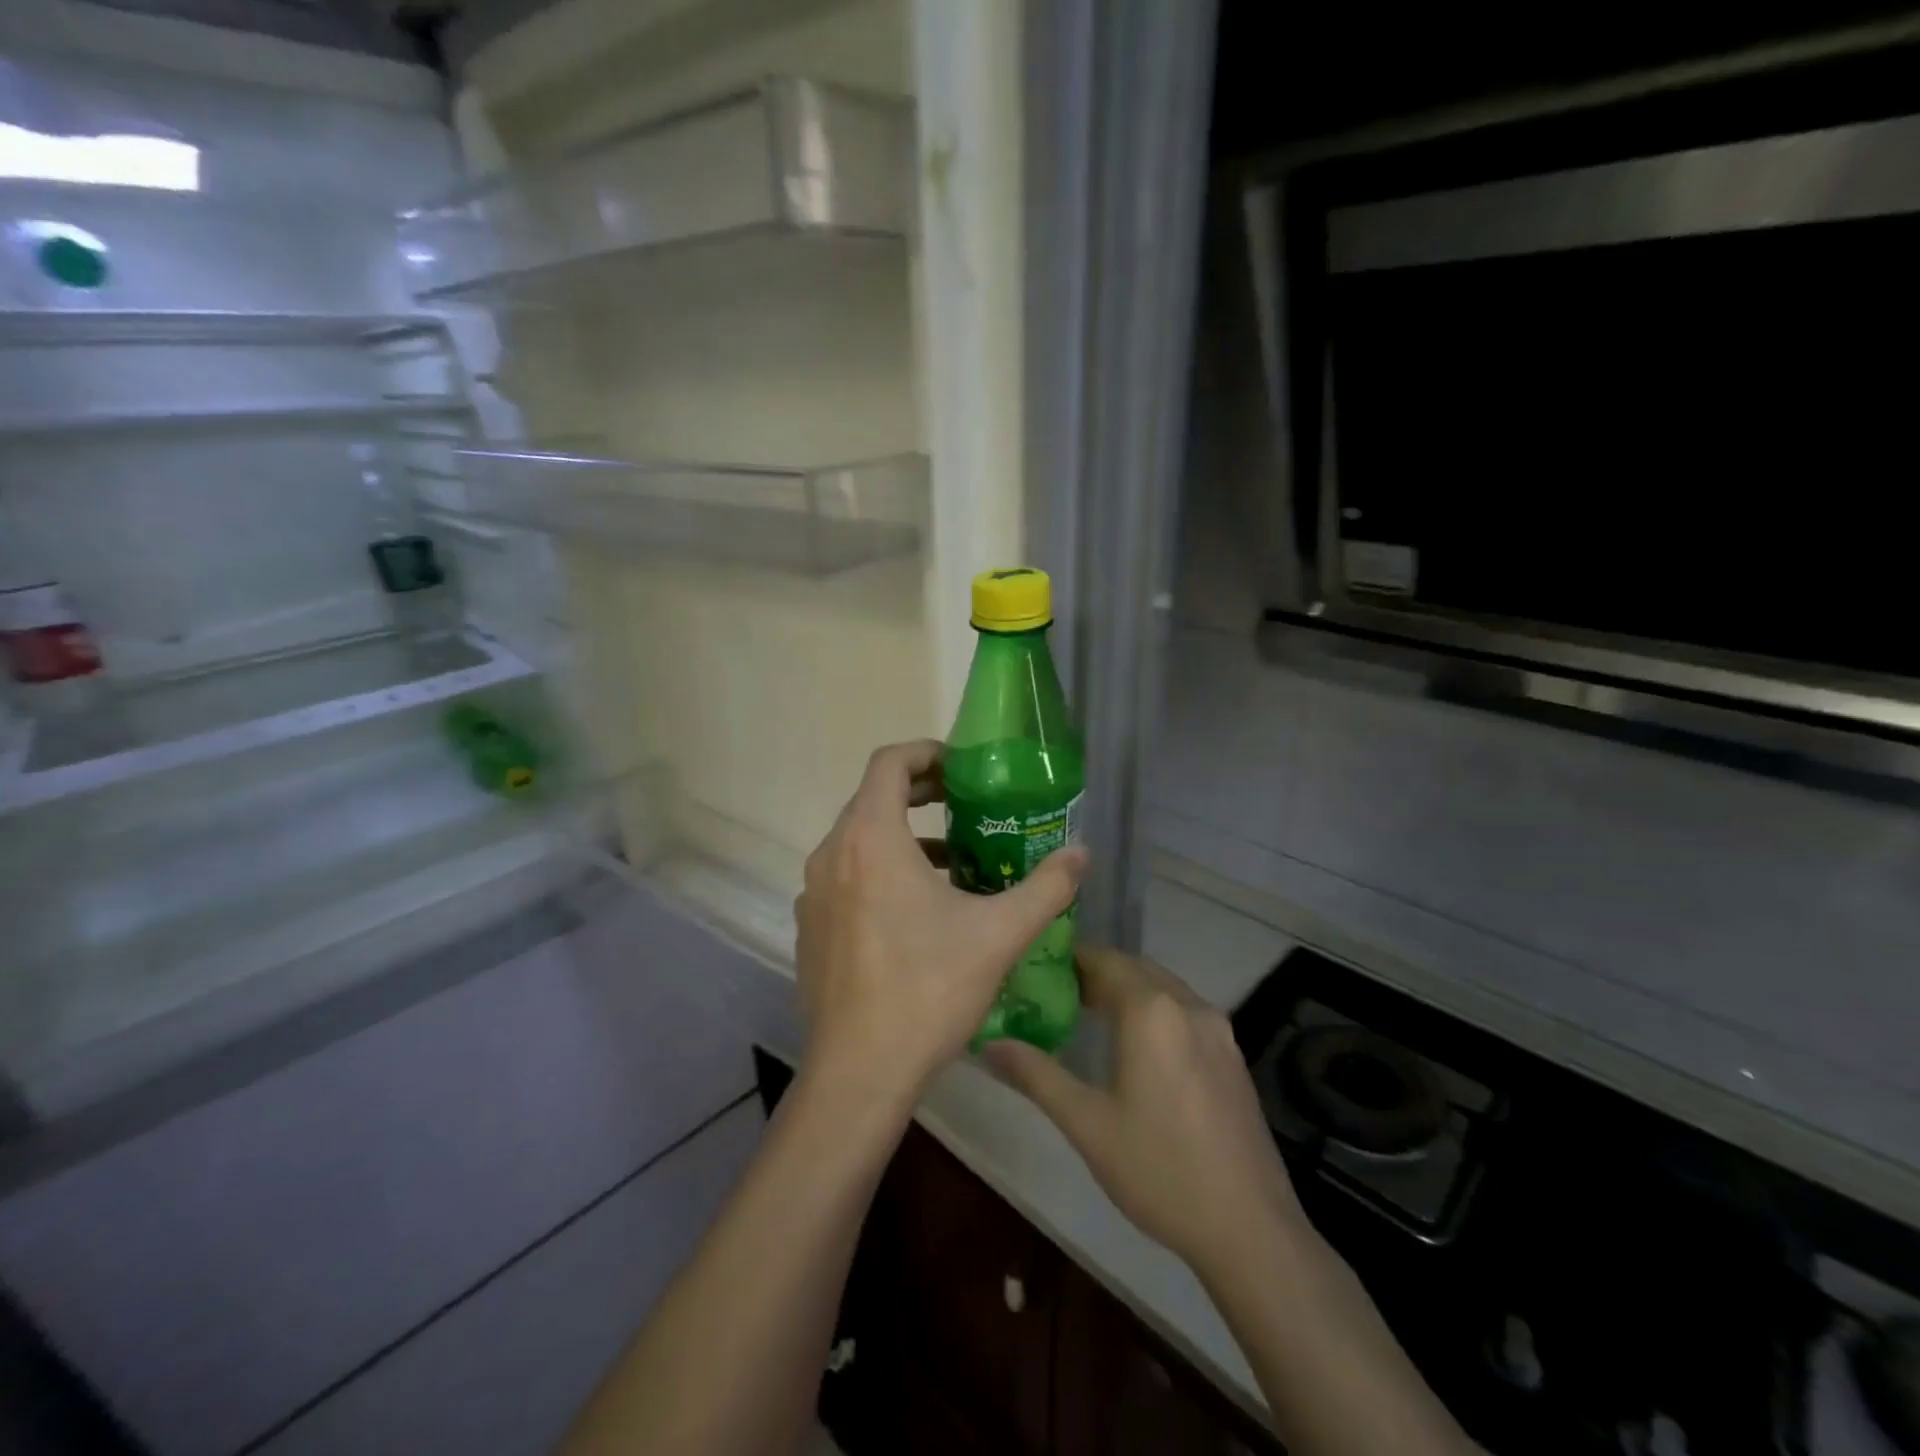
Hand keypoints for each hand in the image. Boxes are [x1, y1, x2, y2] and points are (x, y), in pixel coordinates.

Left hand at [794, 740, 1087, 1108]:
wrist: (859, 1072)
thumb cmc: (928, 990)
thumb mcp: (999, 935)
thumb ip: (1047, 887)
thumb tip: (1083, 853)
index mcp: (871, 839)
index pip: (888, 762)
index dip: (926, 752)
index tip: (961, 768)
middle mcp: (832, 854)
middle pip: (872, 798)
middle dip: (919, 792)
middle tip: (965, 803)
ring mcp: (813, 892)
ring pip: (858, 840)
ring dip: (902, 836)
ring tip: (951, 860)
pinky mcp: (809, 926)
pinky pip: (845, 877)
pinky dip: (879, 872)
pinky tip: (917, 912)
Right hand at [985, 946, 1306, 1279]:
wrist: (1251, 1230)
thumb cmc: (1160, 1170)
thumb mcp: (1087, 1124)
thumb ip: (1036, 1075)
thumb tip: (988, 1044)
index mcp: (1151, 1010)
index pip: (1104, 961)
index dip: (1070, 960)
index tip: (1038, 970)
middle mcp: (1188, 1005)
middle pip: (1135, 969)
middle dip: (1097, 973)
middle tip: (1057, 994)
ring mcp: (1218, 1030)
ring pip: (1163, 988)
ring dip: (1128, 990)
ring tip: (1090, 1015)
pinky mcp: (1233, 1056)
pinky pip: (1185, 1011)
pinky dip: (1155, 1010)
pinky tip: (1138, 1047)